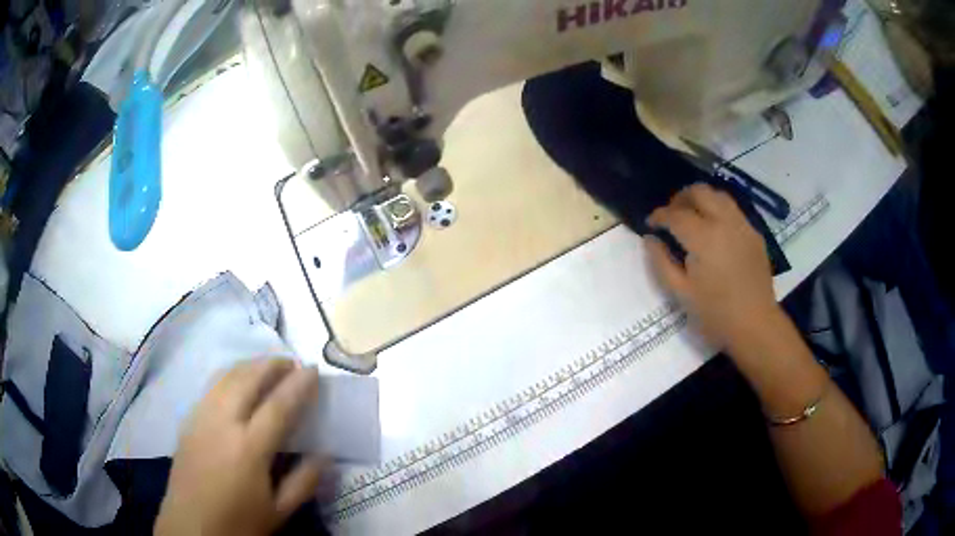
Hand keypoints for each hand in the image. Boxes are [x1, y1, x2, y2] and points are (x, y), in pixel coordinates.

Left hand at [155, 360, 325, 535]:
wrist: (191, 527)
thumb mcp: (279, 511)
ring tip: (267, 367)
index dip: (298, 385)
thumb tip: (325, 454)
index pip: (278, 405)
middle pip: (247, 379)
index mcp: (249, 448)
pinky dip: (230, 376)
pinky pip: (211, 387)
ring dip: (249, 366)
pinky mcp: (188, 420)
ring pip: (226, 377)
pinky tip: (237, 383)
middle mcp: (222, 423)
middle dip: (271, 365)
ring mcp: (201, 417)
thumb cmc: (239, 522)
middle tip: (292, 362)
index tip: (314, 369)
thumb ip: (304, 481)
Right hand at [646, 184, 780, 351]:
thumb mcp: (681, 293)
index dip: (659, 215)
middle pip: (699, 192)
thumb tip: (650, 239)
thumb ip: (661, 262)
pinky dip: (719, 210)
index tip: (650, 224)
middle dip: (680, 198)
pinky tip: (715, 230)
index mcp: (703, 237)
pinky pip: (734, 210)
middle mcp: (724, 222)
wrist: (755, 325)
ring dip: (701, 199)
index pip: (675, 214)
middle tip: (671, 215)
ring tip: (692, 216)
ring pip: (719, 195)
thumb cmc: (715, 314)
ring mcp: (743, 225)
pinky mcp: (754, 234)